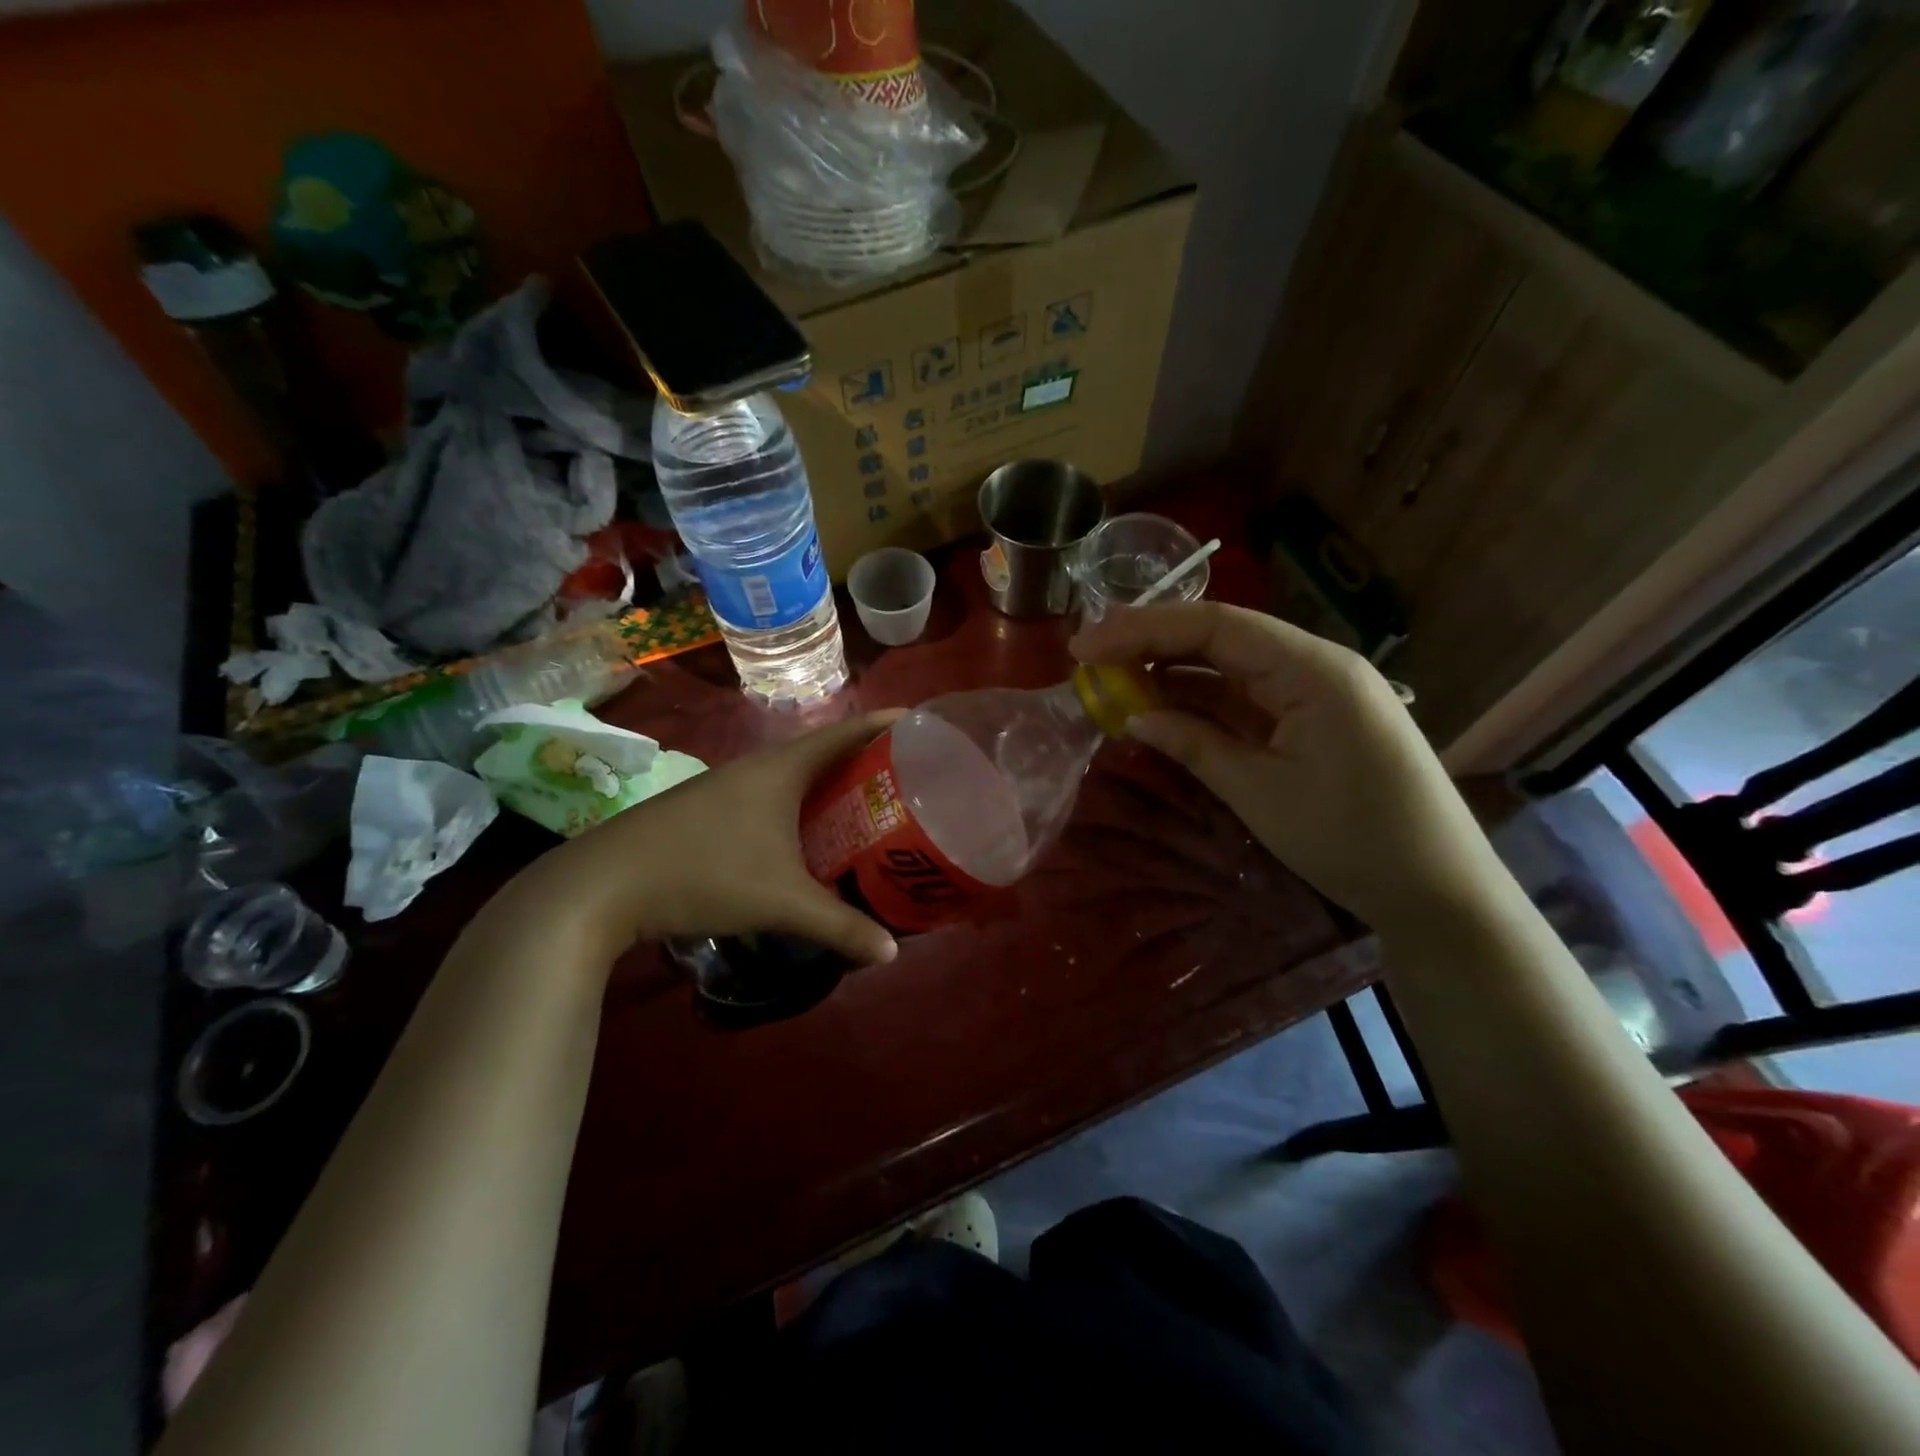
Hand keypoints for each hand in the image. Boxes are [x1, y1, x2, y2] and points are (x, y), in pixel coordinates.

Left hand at [501, 711, 903, 967]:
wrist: (601, 886)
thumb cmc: (702, 874)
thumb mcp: (779, 902)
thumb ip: (839, 925)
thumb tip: (891, 955)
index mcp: (781, 768)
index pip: (846, 732)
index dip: (886, 724)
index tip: (923, 724)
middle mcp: (756, 767)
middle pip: (824, 752)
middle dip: (866, 761)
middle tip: (909, 779)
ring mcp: (727, 787)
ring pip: (795, 777)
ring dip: (831, 787)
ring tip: (870, 807)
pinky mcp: (708, 810)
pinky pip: (772, 797)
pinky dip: (801, 807)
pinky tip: (810, 838)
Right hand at [1071, 603, 1504, 930]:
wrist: (1436, 890)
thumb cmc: (1351, 838)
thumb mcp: (1261, 792)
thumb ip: (1193, 744)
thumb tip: (1133, 715)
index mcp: (1311, 668)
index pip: (1213, 626)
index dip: (1142, 629)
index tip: (1084, 646)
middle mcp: (1313, 665)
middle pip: (1219, 638)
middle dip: (1150, 644)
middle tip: (1088, 658)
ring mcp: (1314, 692)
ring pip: (1228, 668)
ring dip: (1171, 674)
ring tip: (1111, 683)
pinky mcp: (1310, 720)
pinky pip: (1245, 699)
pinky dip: (1199, 703)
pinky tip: (1158, 708)